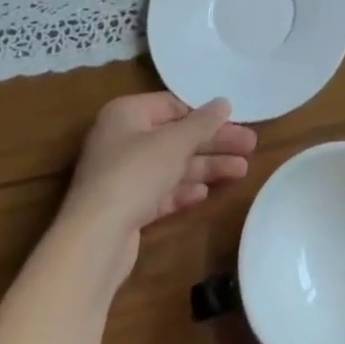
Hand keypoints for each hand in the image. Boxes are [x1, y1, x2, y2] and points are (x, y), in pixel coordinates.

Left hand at [62, 92, 256, 277]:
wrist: (95, 241)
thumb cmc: (135, 174)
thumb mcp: (175, 143)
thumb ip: (202, 122)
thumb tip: (224, 103)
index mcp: (126, 114)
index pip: (173, 106)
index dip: (205, 114)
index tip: (235, 121)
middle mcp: (122, 140)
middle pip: (176, 137)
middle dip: (213, 143)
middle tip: (250, 146)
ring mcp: (122, 176)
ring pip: (172, 166)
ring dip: (206, 167)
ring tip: (242, 171)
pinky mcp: (126, 208)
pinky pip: (161, 191)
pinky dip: (183, 190)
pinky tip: (205, 193)